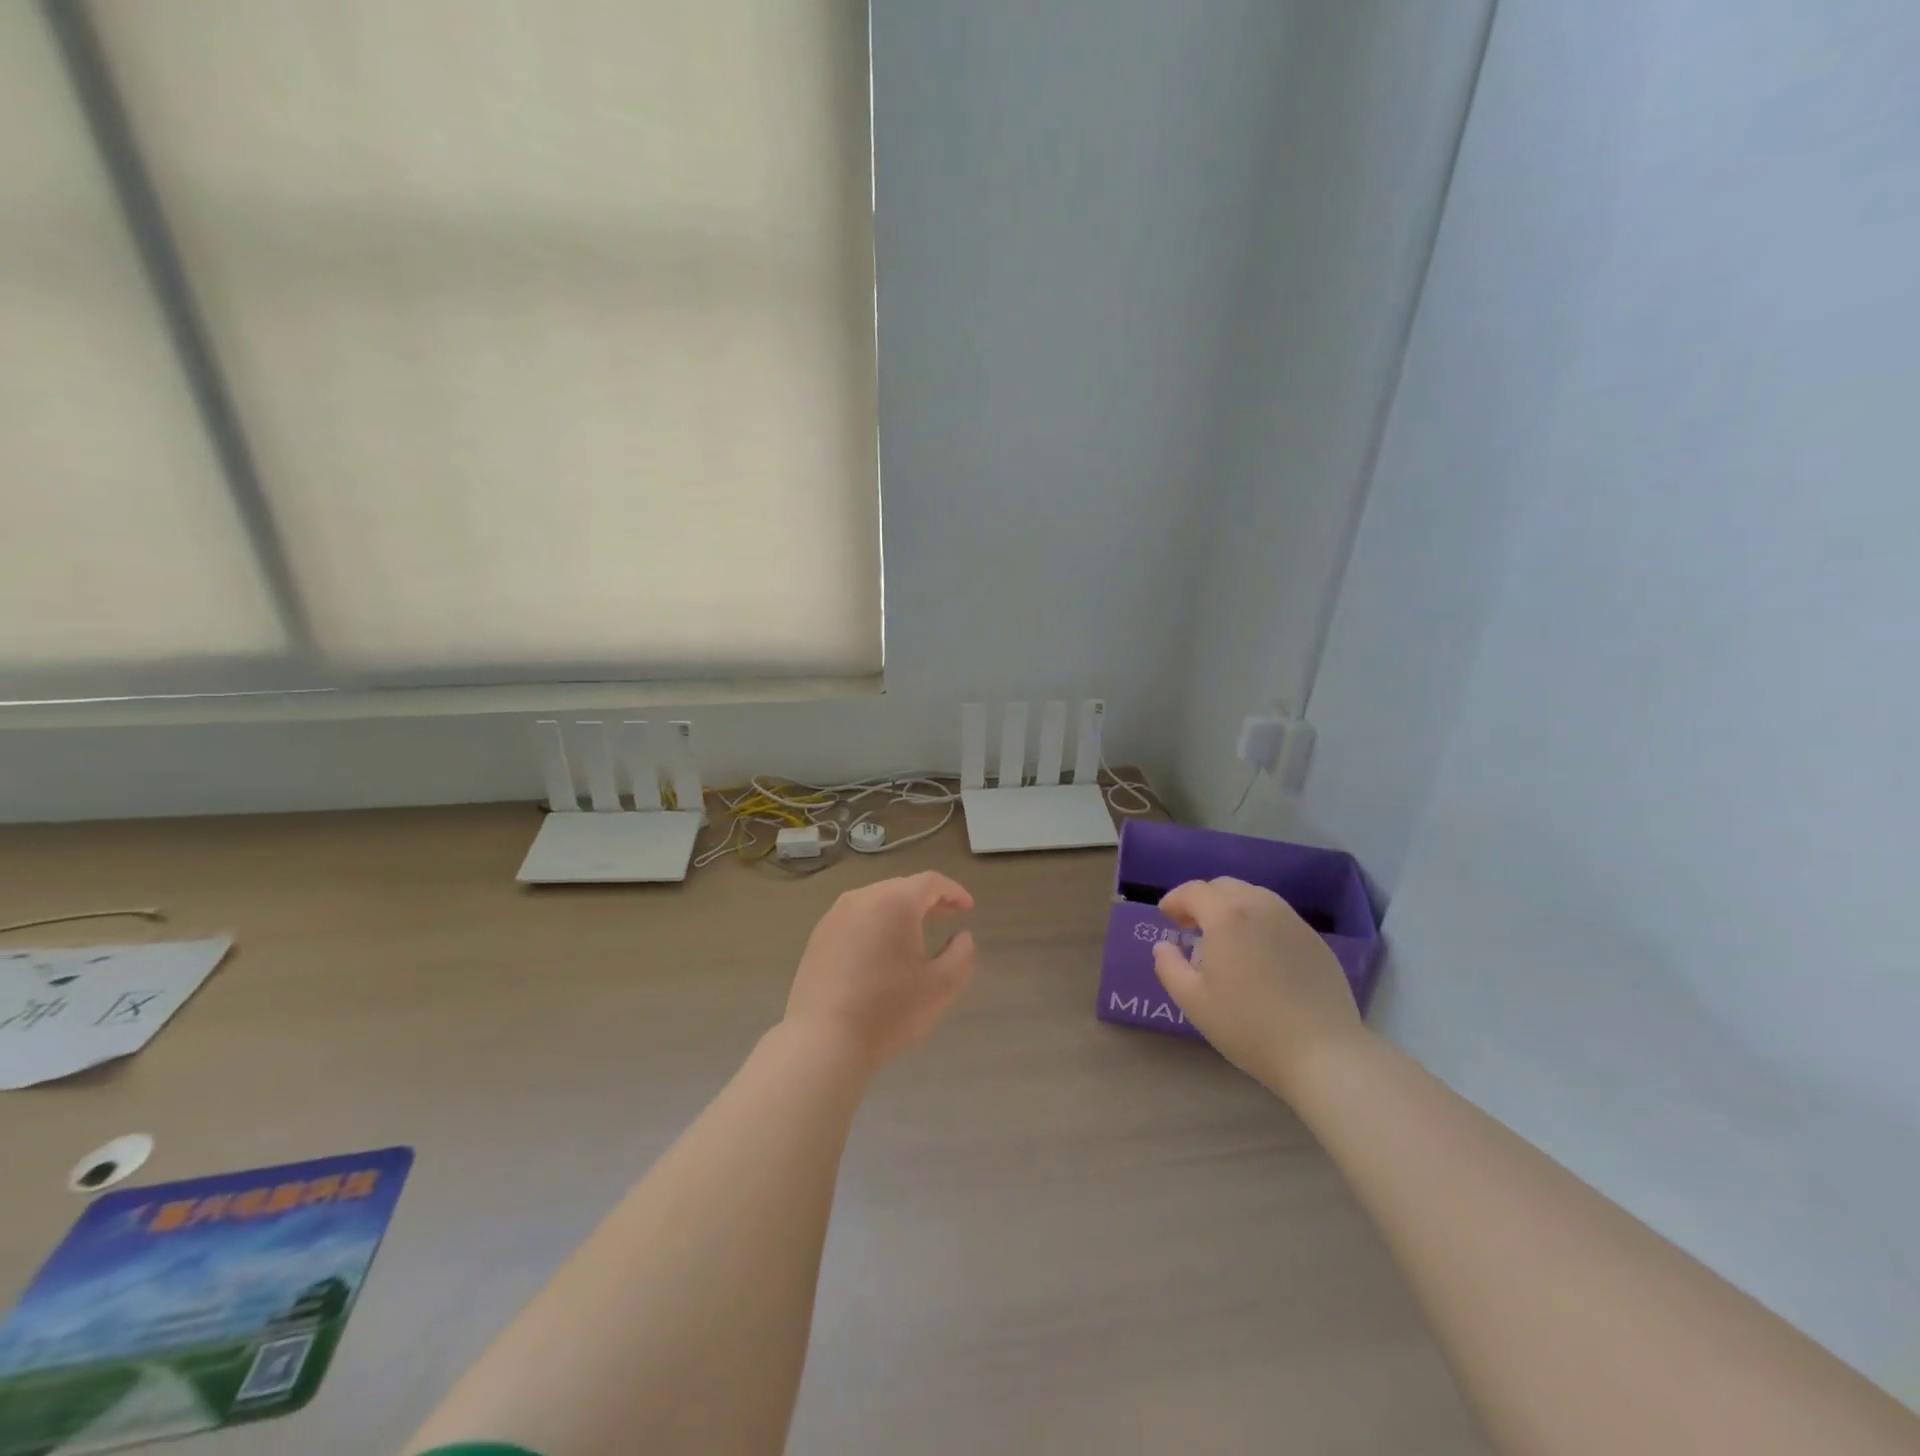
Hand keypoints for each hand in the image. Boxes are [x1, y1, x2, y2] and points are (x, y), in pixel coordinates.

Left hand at [783, 871, 977, 1069]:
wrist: (822, 1041)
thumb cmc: (888, 1011)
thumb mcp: (941, 987)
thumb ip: (962, 955)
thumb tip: (962, 936)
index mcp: (894, 902)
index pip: (930, 882)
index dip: (953, 891)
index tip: (968, 908)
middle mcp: (862, 898)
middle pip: (902, 887)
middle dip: (928, 899)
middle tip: (948, 916)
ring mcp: (834, 916)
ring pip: (876, 900)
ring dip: (900, 910)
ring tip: (917, 932)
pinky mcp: (818, 936)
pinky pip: (856, 917)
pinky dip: (876, 922)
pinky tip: (881, 949)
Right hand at [1150, 876, 1364, 1095]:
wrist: (1322, 1053)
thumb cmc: (1249, 1026)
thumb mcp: (1193, 1001)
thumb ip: (1169, 966)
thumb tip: (1164, 945)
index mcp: (1227, 916)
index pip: (1194, 891)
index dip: (1175, 900)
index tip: (1166, 917)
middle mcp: (1261, 906)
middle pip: (1224, 886)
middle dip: (1202, 900)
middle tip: (1191, 926)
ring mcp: (1293, 921)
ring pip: (1254, 896)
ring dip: (1231, 907)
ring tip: (1224, 936)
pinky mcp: (1315, 940)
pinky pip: (1278, 916)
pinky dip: (1258, 921)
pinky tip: (1257, 952)